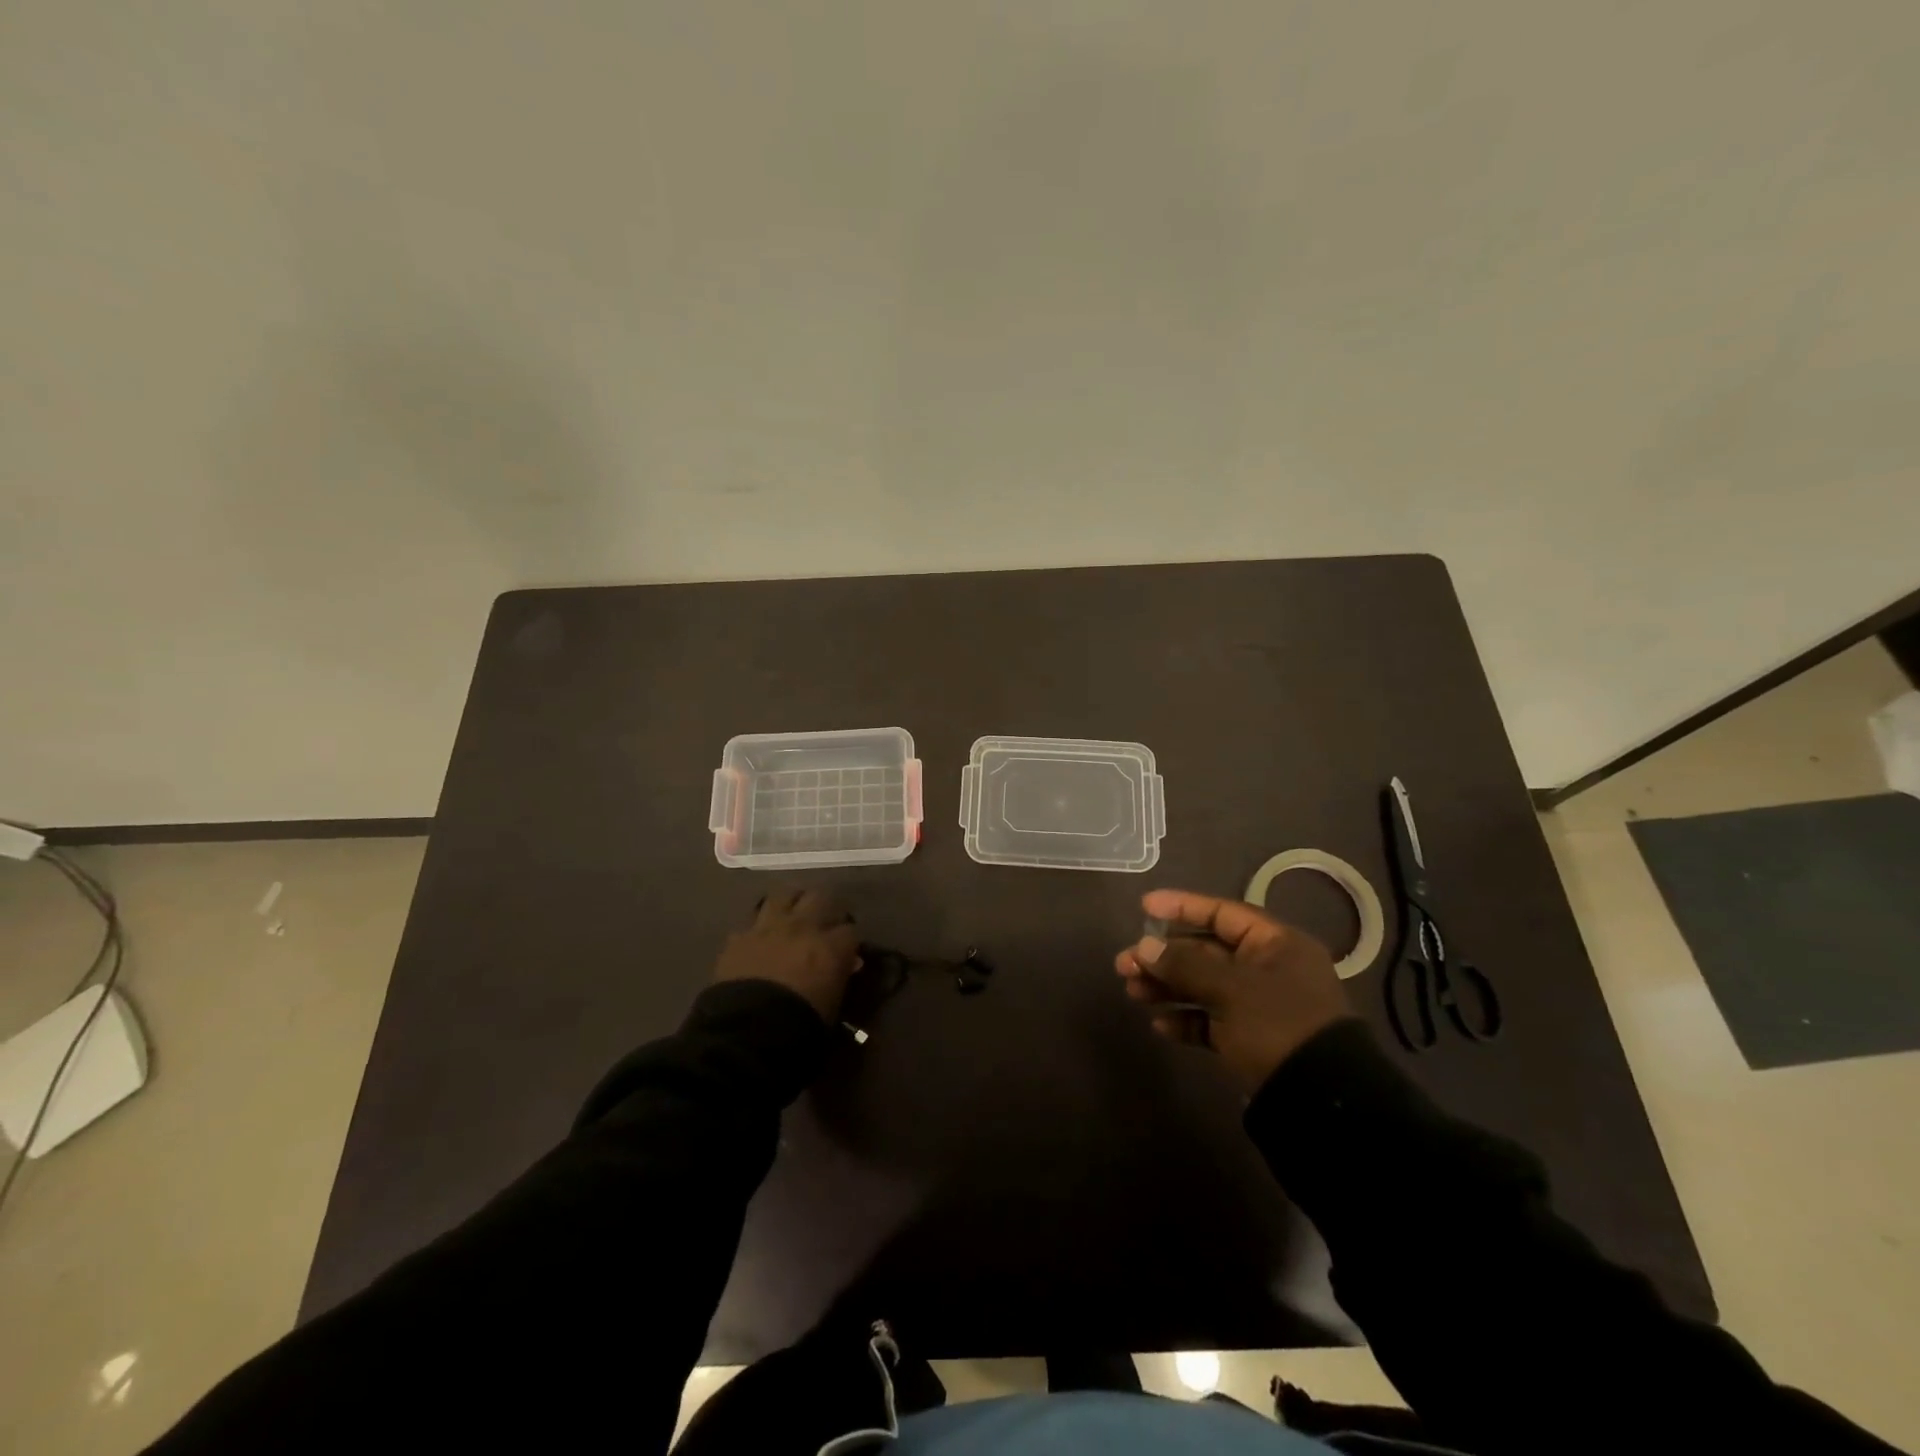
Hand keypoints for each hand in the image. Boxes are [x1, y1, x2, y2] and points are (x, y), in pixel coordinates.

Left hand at [714, 888, 861, 1021]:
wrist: (745, 1033)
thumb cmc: (799, 1027)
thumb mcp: (832, 1006)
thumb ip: (840, 977)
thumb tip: (848, 963)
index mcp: (830, 947)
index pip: (849, 930)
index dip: (848, 939)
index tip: (846, 949)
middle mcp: (802, 927)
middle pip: (819, 897)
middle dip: (823, 908)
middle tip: (822, 922)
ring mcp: (768, 928)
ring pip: (784, 895)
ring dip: (790, 903)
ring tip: (791, 915)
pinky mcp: (738, 937)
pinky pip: (752, 920)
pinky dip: (758, 926)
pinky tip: (759, 936)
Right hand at [1115, 888, 1353, 1093]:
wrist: (1321, 1100)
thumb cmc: (1277, 1025)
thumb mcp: (1230, 988)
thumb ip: (1184, 964)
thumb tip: (1145, 946)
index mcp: (1275, 944)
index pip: (1222, 913)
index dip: (1182, 907)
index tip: (1144, 907)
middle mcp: (1268, 968)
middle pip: (1206, 951)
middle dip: (1164, 956)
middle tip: (1124, 963)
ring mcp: (1259, 1005)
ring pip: (1204, 985)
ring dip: (1167, 987)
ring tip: (1132, 991)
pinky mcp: (1251, 1039)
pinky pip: (1211, 1020)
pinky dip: (1186, 1019)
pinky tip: (1159, 1025)